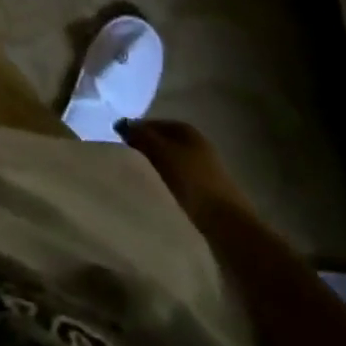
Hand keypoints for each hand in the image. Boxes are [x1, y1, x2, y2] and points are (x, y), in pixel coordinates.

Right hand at [120, 120, 255, 223]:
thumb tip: (122, 124)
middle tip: (125, 157)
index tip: (119, 141)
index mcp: (188, 130)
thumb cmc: (191, 180)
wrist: (226, 222)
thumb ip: (141, 135)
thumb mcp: (161, 152)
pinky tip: (157, 188)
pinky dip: (166, 179)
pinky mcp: (206, 189)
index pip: (155, 123)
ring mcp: (204, 167)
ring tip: (138, 174)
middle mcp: (198, 144)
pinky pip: (178, 177)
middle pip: (164, 141)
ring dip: (155, 164)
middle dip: (145, 146)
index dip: (137, 129)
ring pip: (171, 159)